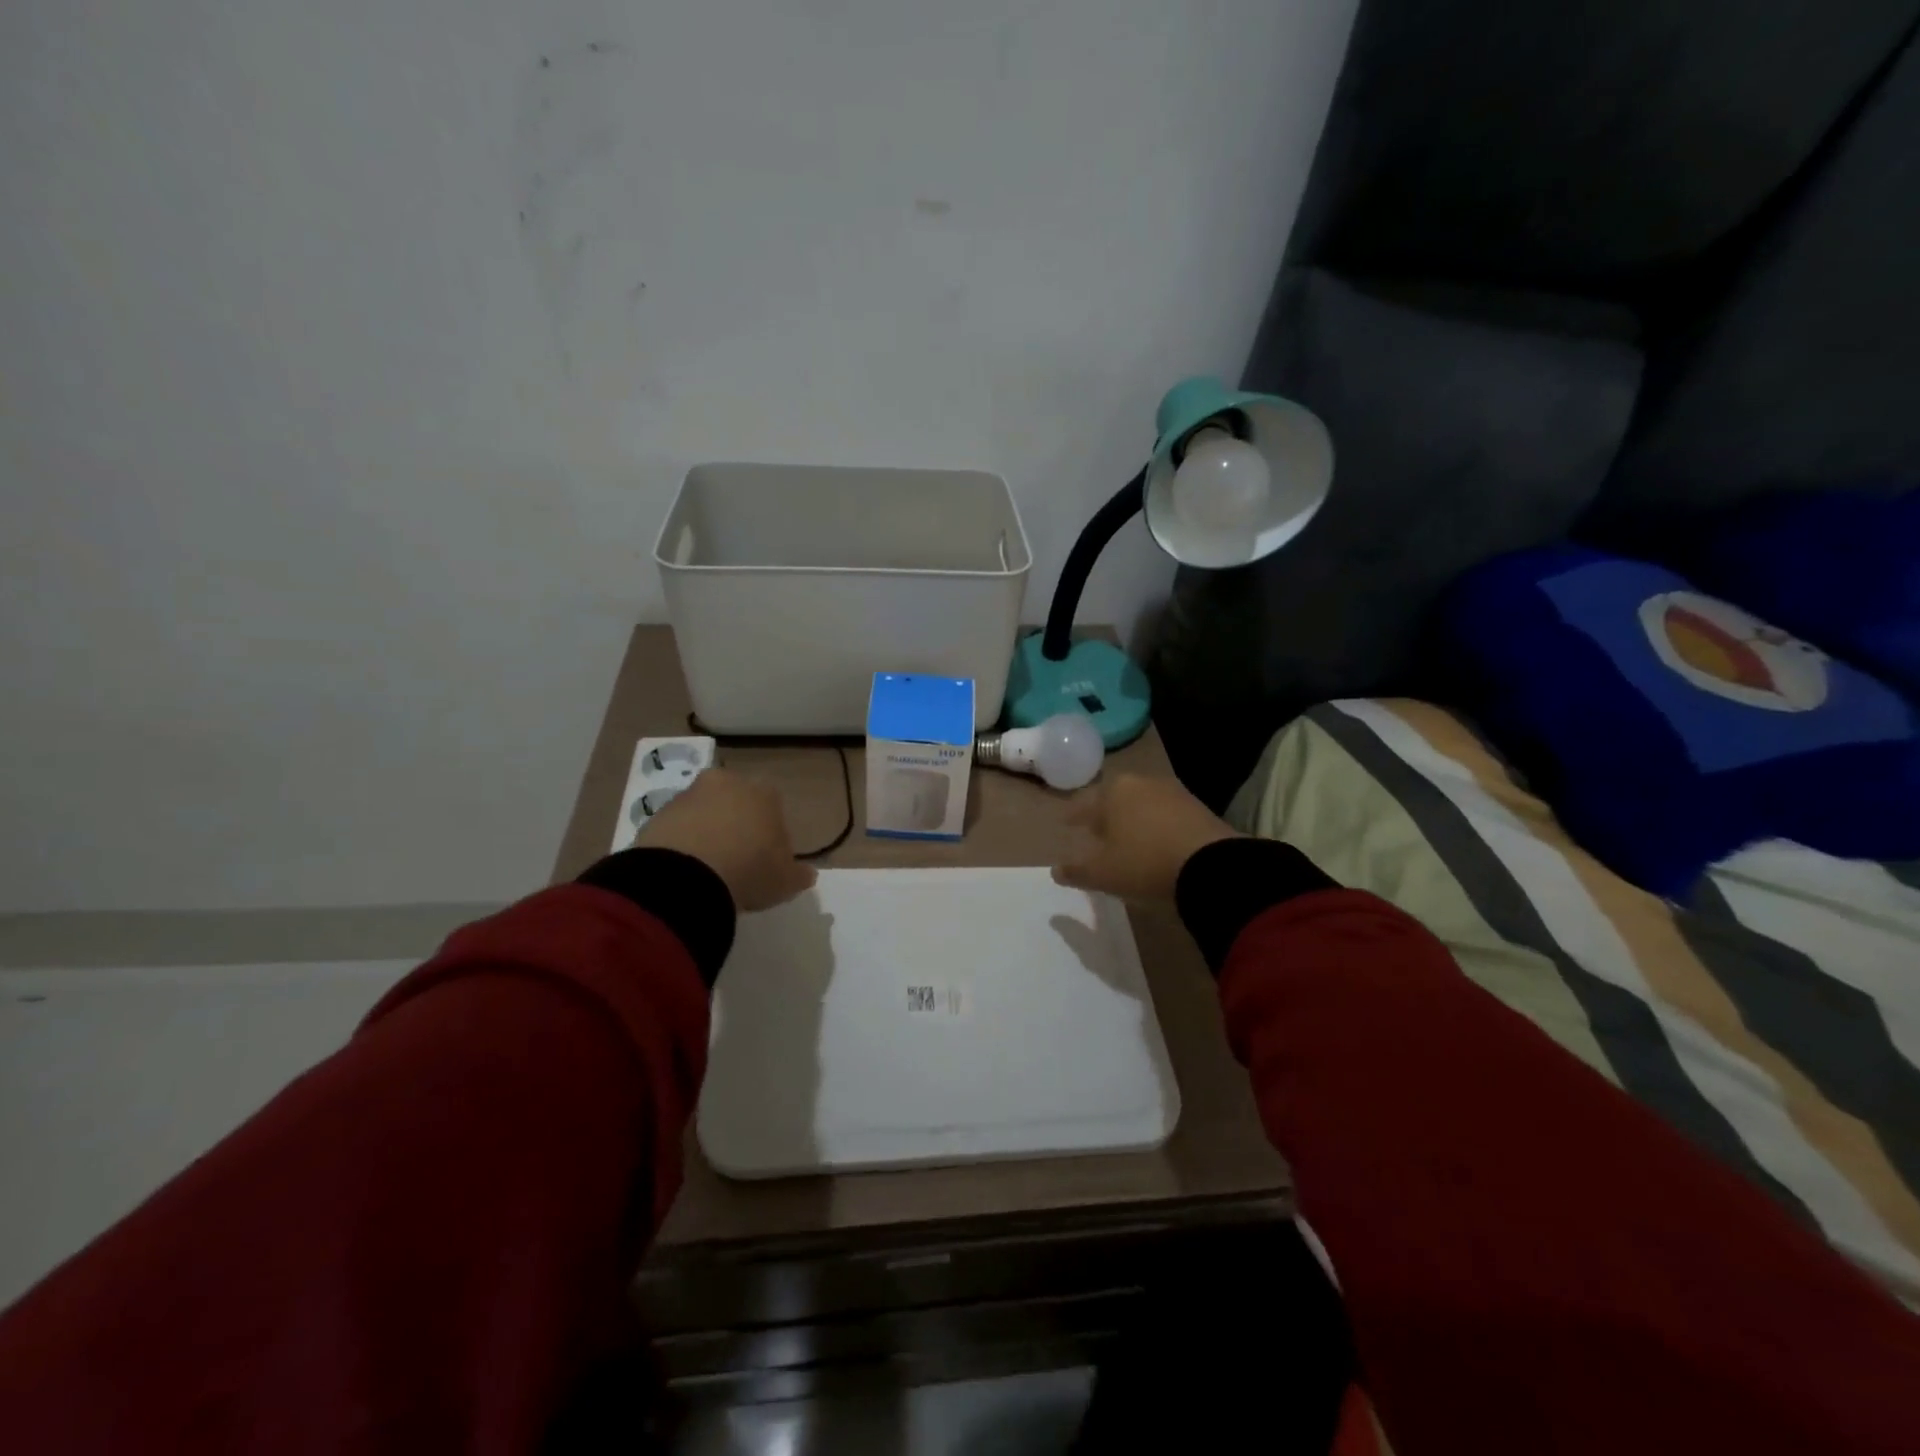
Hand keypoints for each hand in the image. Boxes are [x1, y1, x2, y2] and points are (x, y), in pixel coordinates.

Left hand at [641, 768, 817, 912]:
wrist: (686, 876)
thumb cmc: (749, 871)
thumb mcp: (785, 881)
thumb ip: (798, 874)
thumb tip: (808, 874)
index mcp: (765, 793)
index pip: (773, 806)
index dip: (771, 832)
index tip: (766, 859)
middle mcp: (728, 783)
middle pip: (736, 802)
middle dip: (736, 824)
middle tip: (736, 860)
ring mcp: (689, 795)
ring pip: (704, 811)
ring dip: (706, 831)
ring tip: (706, 869)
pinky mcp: (658, 812)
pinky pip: (677, 827)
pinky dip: (680, 842)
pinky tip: (683, 871)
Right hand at [1053, 772, 1240, 901]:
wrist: (1211, 866)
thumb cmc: (1144, 863)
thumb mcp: (1102, 874)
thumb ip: (1076, 871)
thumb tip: (1055, 870)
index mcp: (1112, 792)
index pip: (1084, 804)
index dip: (1073, 817)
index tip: (1066, 825)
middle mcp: (1141, 783)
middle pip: (1115, 800)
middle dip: (1105, 815)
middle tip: (1097, 833)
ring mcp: (1173, 792)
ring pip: (1143, 805)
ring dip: (1133, 820)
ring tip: (1128, 840)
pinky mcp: (1199, 807)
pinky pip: (1167, 815)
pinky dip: (1157, 826)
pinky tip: (1157, 843)